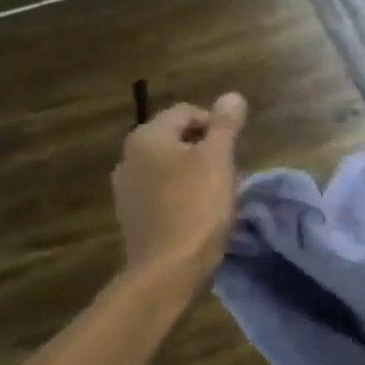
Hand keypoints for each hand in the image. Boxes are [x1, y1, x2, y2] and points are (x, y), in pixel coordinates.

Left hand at [112, 95, 246, 280]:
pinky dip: (182, 196)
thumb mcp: (219, 160)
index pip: (186, 112)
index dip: (217, 125)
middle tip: (232, 173)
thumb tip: (232, 96)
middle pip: (176, 140)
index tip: (237, 150)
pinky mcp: (133, 217)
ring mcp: (126, 189)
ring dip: (195, 174)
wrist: (168, 268)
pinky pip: (162, 194)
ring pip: (169, 168)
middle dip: (206, 151)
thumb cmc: (197, 207)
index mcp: (147, 137)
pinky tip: (200, 215)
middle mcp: (129, 156)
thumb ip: (226, 125)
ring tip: (219, 195)